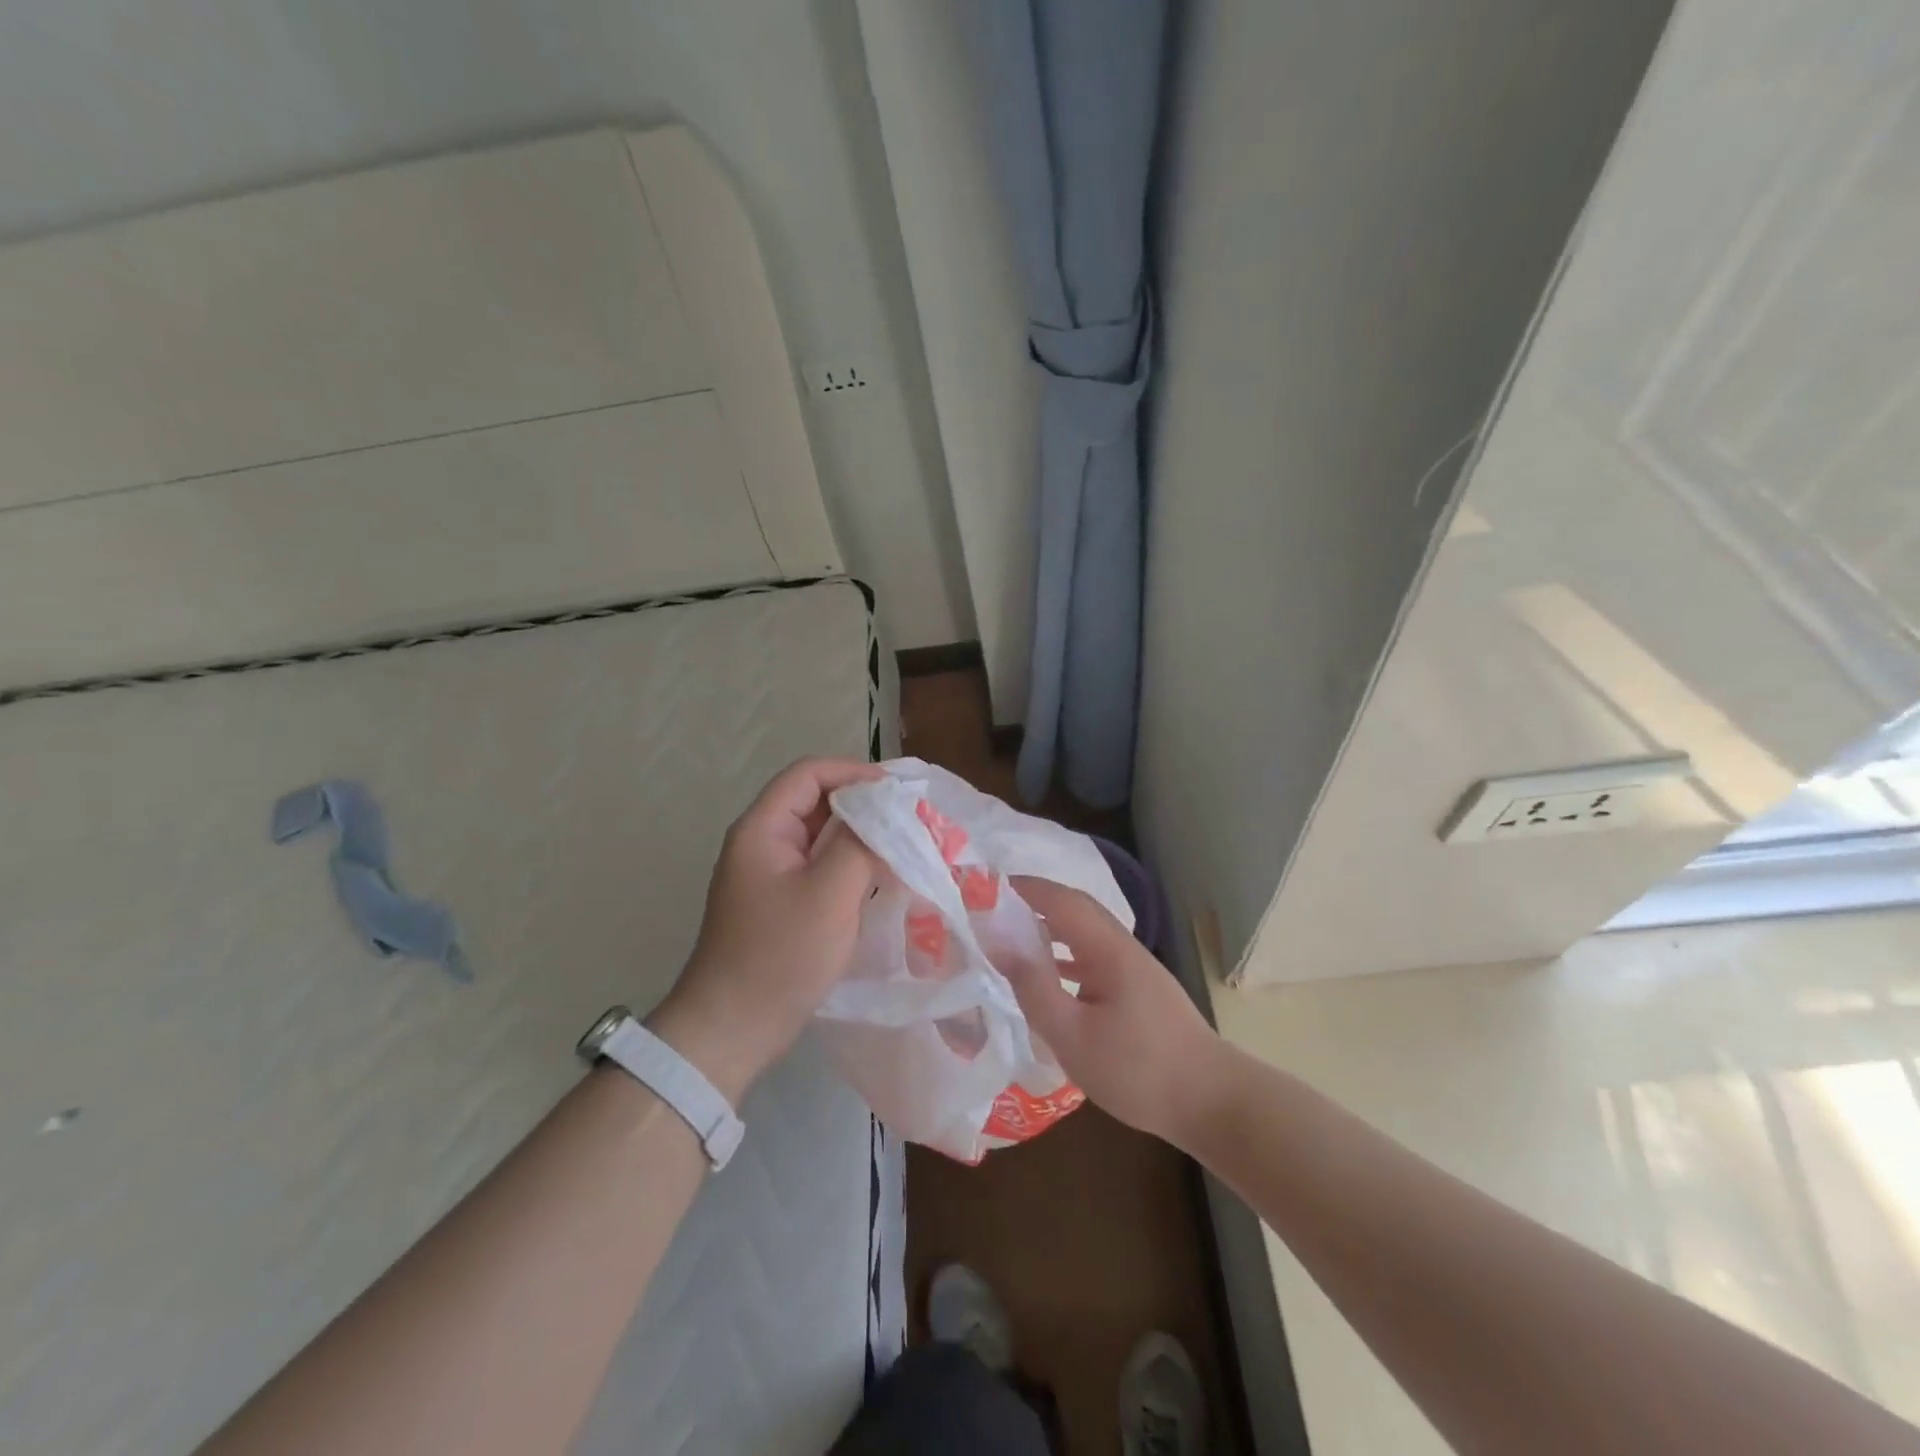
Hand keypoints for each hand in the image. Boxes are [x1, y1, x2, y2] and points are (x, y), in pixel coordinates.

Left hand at [648, 758, 883, 1100]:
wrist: (732, 1028)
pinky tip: (882, 879)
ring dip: (860, 836)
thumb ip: (861, 844)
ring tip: (904, 845)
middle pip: (816, 802)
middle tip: (910, 819)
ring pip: (821, 837)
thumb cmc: (780, 955)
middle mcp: (763, 843)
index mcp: (763, 829)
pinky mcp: (781, 903)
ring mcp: (770, 875)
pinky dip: (851, 864)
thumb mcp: (829, 894)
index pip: (809, 774)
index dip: (854, 772)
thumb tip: (889, 813)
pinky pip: (820, 867)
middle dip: (864, 805)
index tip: (898, 792)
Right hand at [1000, 878, 1223, 1145]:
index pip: (1061, 900)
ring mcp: (1135, 968)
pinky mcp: (1140, 989)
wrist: (1211, 1101)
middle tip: (993, 909)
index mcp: (1108, 949)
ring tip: (1012, 937)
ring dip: (1050, 927)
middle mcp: (1122, 947)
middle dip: (1035, 902)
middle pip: (1076, 909)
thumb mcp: (1073, 1036)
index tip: (986, 887)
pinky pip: (1094, 956)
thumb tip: (1000, 944)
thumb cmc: (1139, 1070)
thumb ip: (1035, 988)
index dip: (1024, 888)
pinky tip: (1050, 976)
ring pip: (1086, 933)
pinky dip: (1066, 954)